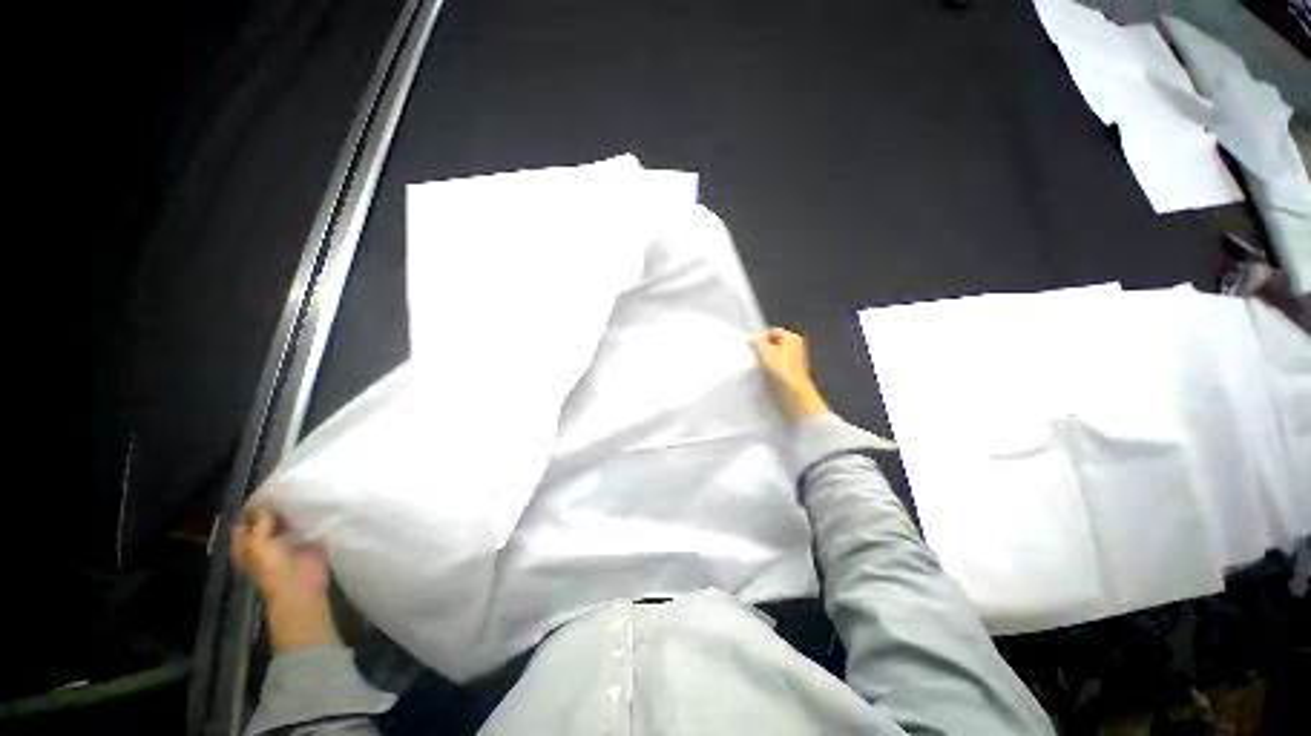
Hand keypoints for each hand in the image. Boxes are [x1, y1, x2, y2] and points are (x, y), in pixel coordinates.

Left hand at [232, 499, 339, 652]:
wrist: (301, 589)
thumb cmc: (273, 570)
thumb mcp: (259, 544)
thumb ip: (260, 521)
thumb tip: (261, 496)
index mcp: (247, 543)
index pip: (247, 518)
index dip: (254, 504)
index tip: (268, 486)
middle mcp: (265, 540)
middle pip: (268, 517)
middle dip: (276, 504)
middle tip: (289, 483)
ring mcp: (288, 541)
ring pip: (288, 519)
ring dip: (294, 509)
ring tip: (304, 488)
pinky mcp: (308, 541)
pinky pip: (307, 524)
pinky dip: (310, 515)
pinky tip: (317, 501)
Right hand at [750, 327, 829, 420]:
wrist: (793, 398)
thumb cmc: (780, 371)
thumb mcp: (764, 352)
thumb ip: (756, 341)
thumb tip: (752, 338)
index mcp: (792, 338)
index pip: (771, 331)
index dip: (760, 338)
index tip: (751, 348)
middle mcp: (795, 348)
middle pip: (772, 344)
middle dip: (761, 350)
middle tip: (752, 357)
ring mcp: (793, 362)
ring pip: (772, 357)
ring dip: (763, 362)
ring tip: (756, 368)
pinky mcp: (789, 375)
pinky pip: (774, 368)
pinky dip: (768, 371)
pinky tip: (762, 377)